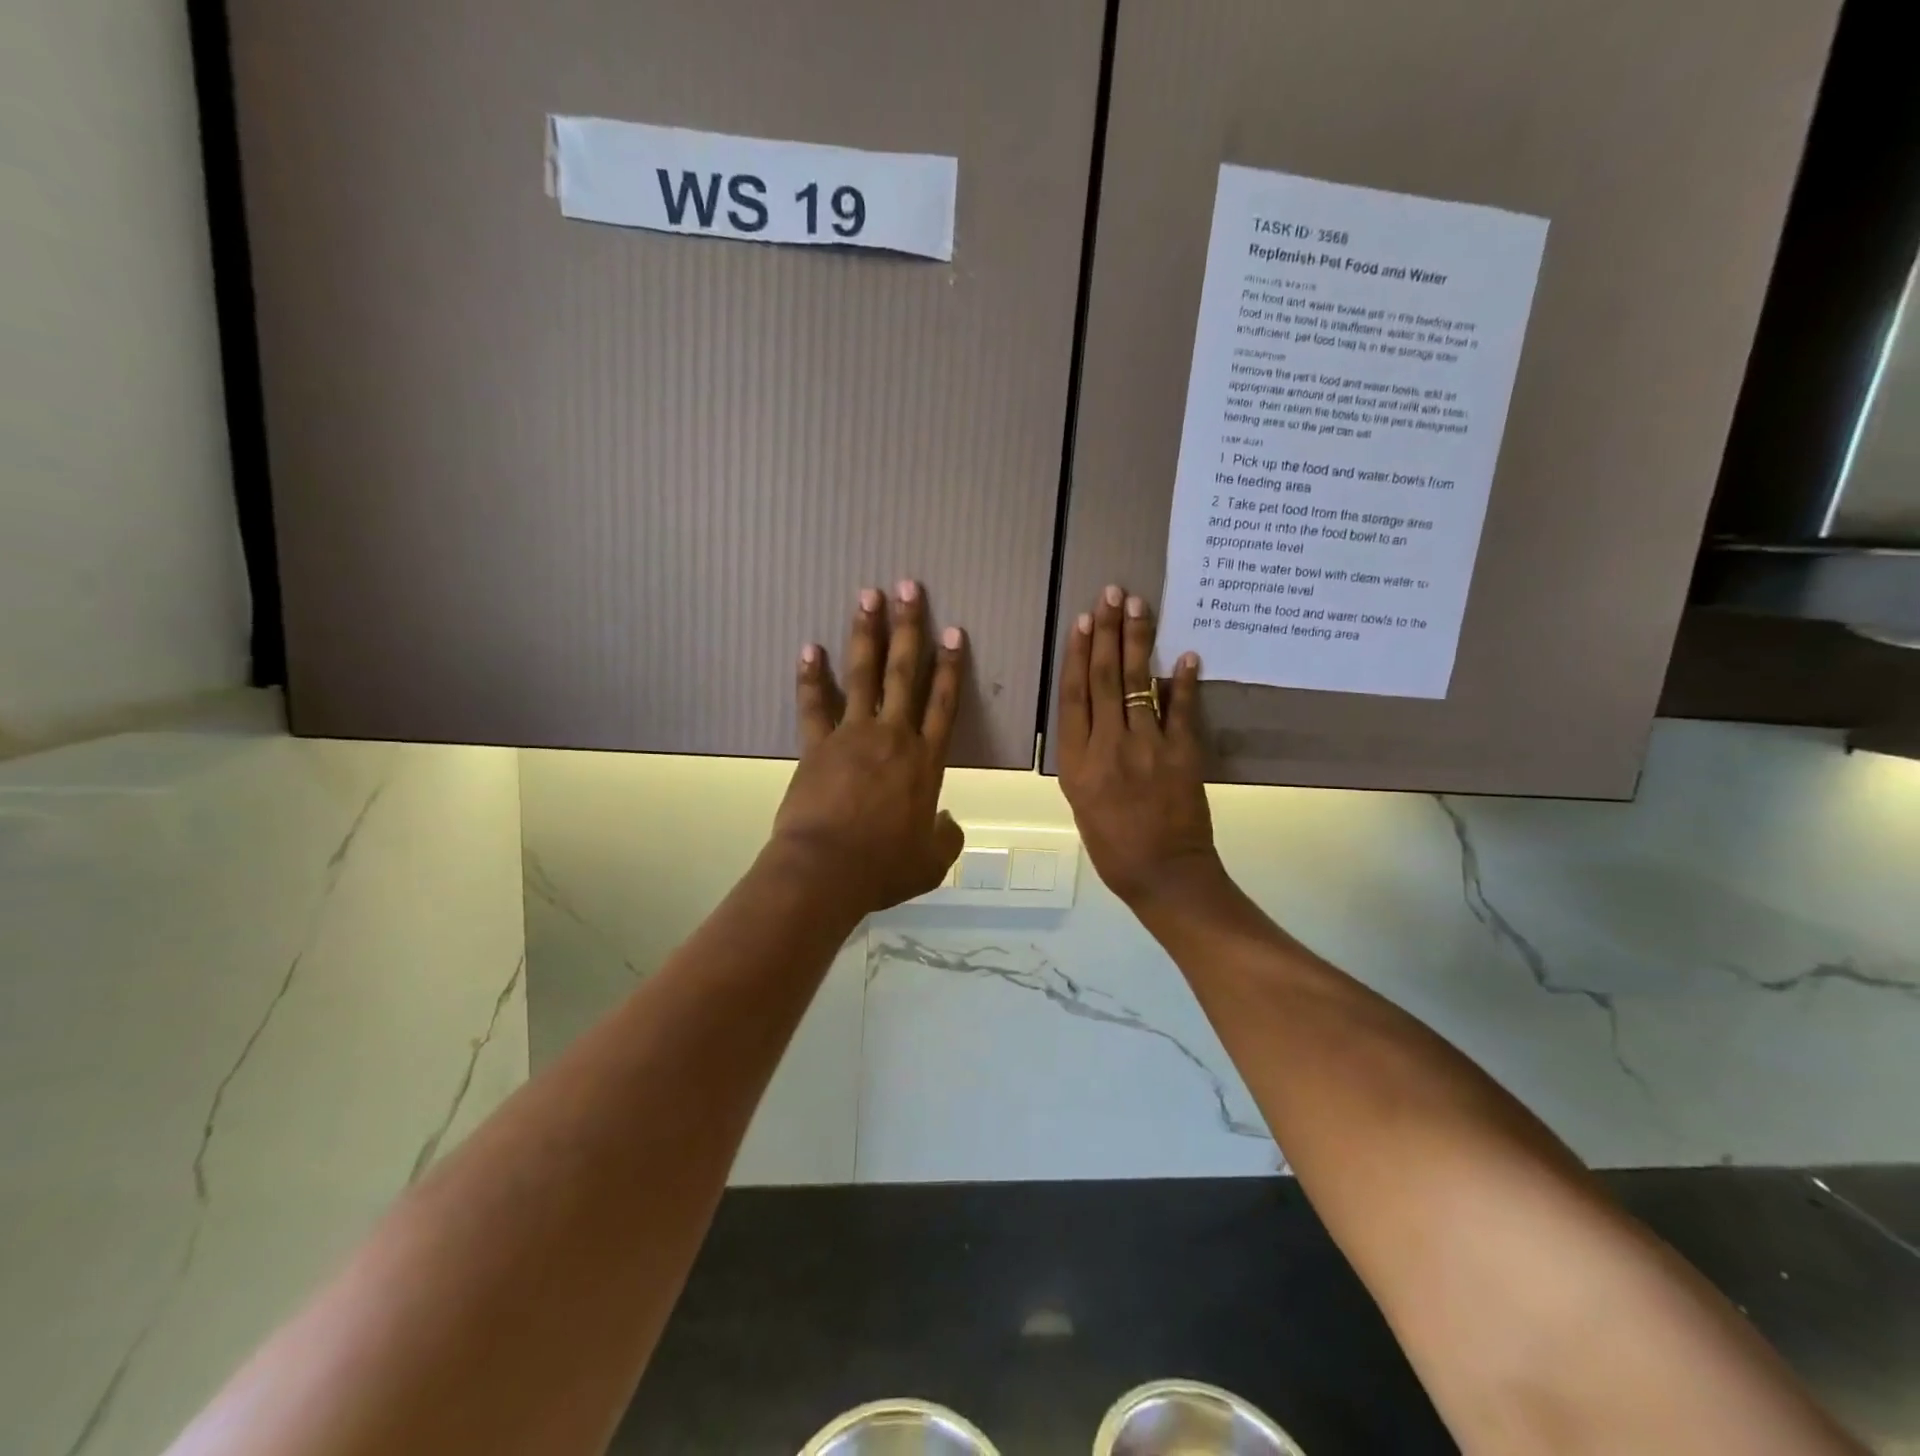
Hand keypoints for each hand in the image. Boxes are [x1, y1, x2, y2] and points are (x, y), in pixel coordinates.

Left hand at [768, 581, 966, 915]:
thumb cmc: (883, 866)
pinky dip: (811, 676)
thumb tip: (949, 822)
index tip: (954, 632)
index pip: (944, 703)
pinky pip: (814, 704)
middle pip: (904, 673)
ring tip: (867, 596)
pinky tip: (809, 648)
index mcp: (925, 761)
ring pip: (863, 675)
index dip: (950, 666)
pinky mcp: (817, 745)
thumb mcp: (930, 860)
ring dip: (866, 634)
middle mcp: (892, 737)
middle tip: (908, 587)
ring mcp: (852, 736)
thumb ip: (947, 836)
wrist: (827, 870)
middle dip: (909, 628)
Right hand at [1056, 585, 1219, 905]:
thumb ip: (1085, 755)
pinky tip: (1185, 653)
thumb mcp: (1080, 801)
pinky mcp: (1183, 754)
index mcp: (1076, 762)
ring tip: (1138, 606)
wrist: (1162, 874)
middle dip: (1108, 633)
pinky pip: (1182, 710)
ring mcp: (1147, 748)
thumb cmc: (1112, 845)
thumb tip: (1098, 716)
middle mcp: (1108, 747)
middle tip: (1112, 594)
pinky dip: (1184, 682)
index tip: (1083, 621)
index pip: (1074, 697)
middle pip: (1105, 680)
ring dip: (1139, 642)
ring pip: (1139, 685)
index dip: (1078, 655)